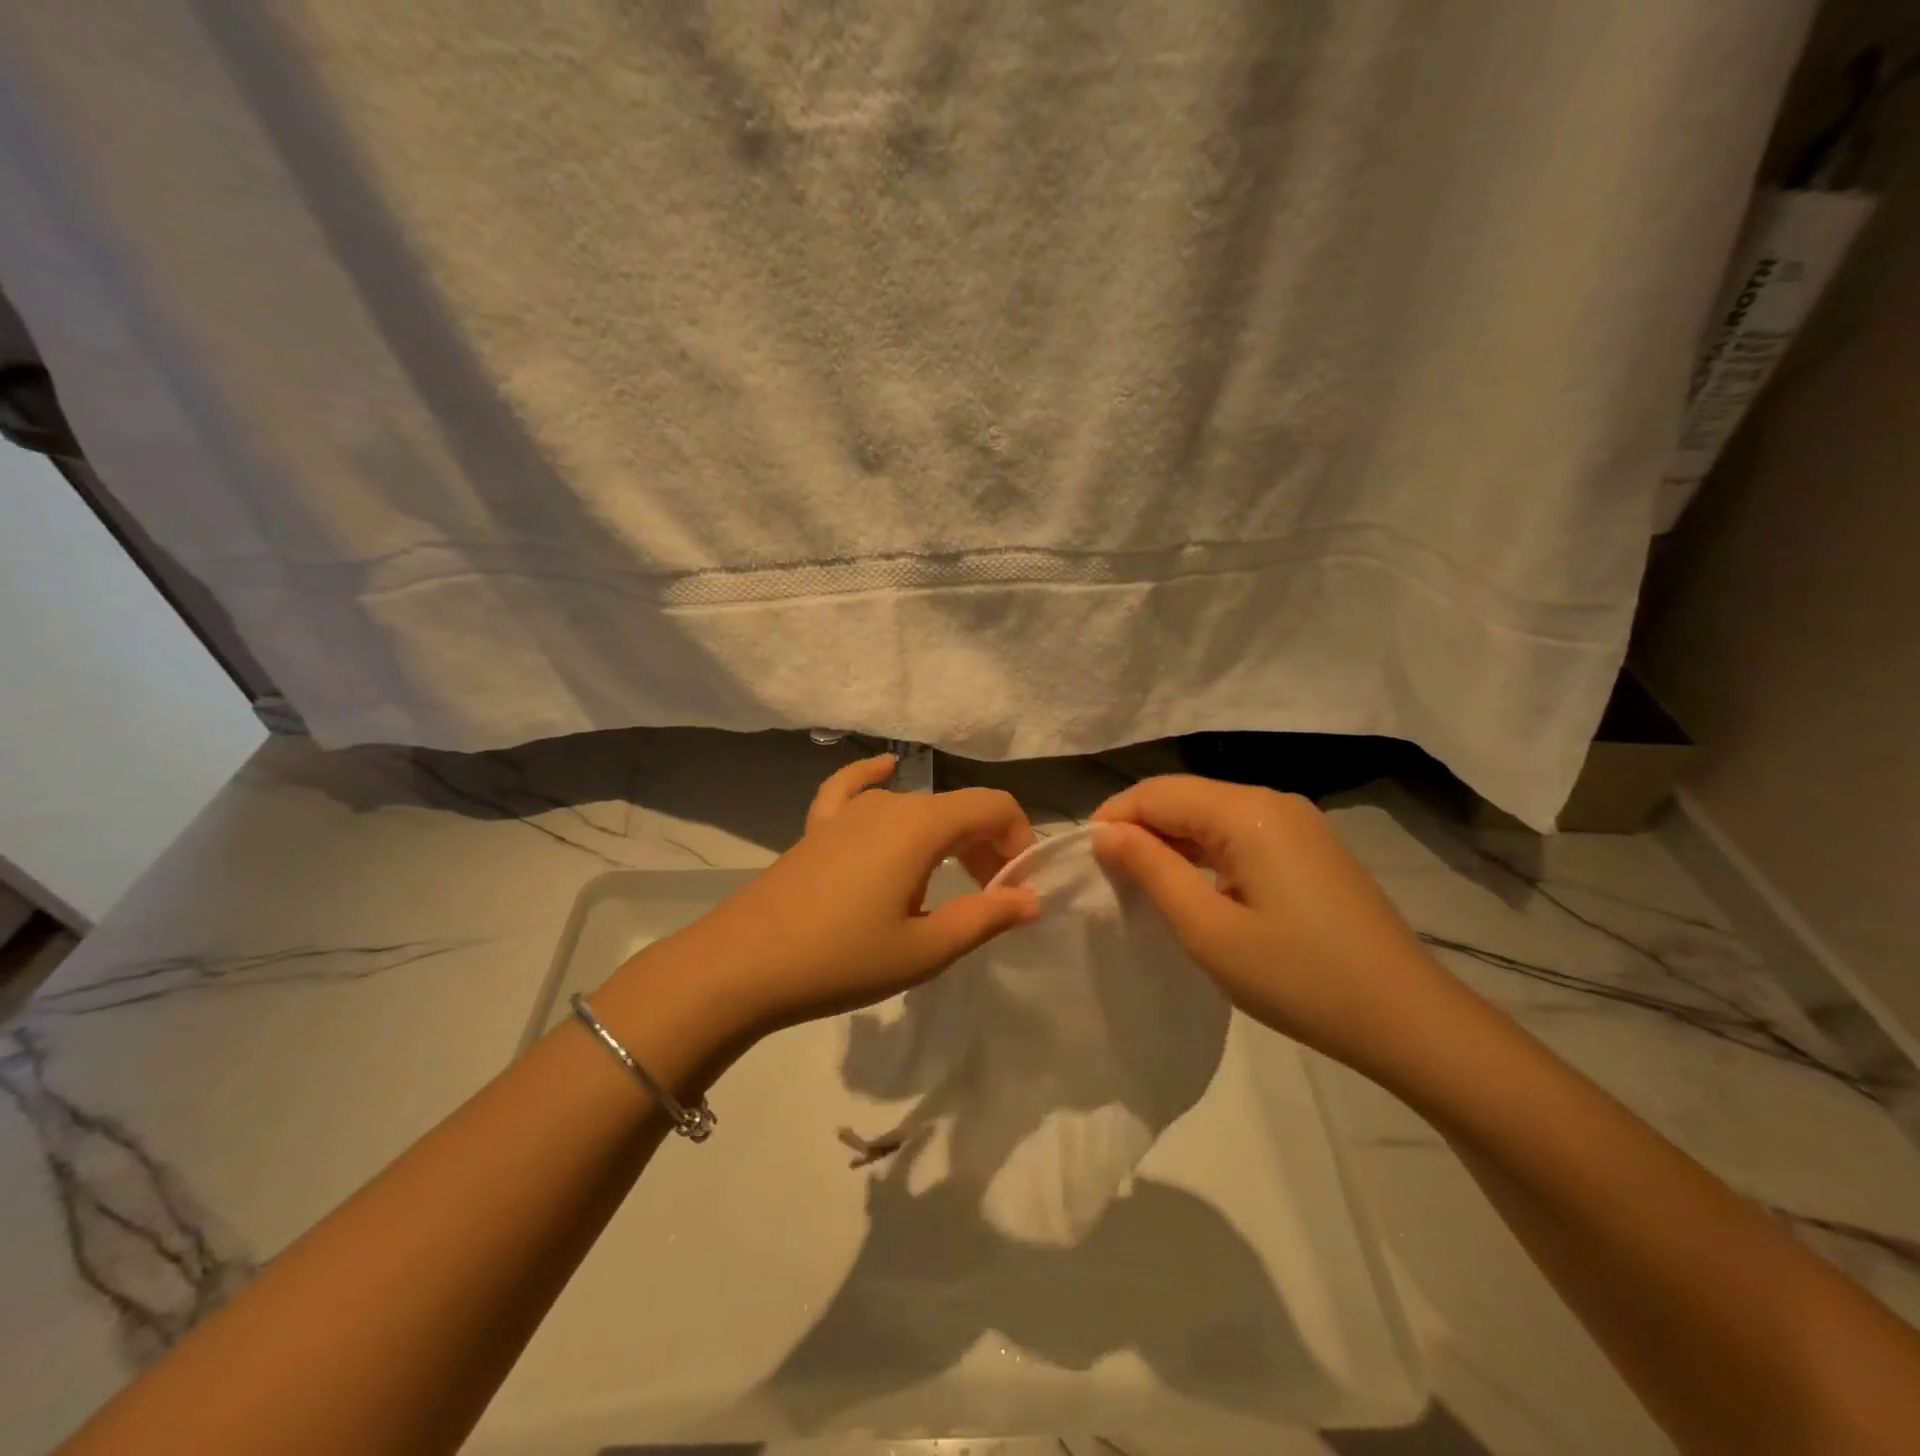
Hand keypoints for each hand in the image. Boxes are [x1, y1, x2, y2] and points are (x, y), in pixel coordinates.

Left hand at [671, 755, 1040, 1035]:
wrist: (743, 965)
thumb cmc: (842, 959)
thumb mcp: (925, 950)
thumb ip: (985, 918)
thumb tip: (1032, 899)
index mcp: (922, 825)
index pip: (994, 807)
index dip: (1018, 840)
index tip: (1016, 889)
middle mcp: (890, 803)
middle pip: (958, 808)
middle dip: (987, 847)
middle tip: (989, 901)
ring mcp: (849, 811)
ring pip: (917, 807)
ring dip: (947, 837)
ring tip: (949, 884)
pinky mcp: (819, 826)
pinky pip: (853, 789)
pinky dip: (876, 779)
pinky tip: (885, 771)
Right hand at [1092, 775, 1458, 1073]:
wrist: (1408, 1020)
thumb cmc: (1299, 978)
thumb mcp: (1208, 929)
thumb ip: (1151, 870)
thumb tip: (1105, 832)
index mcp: (1247, 812)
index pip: (1157, 793)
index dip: (1113, 818)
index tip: (1084, 861)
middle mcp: (1273, 802)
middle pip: (1184, 797)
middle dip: (1140, 829)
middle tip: (1108, 878)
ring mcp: (1297, 823)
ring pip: (1211, 814)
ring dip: (1171, 841)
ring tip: (1141, 885)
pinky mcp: (1309, 848)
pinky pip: (1239, 833)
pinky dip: (1204, 853)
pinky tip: (1192, 887)